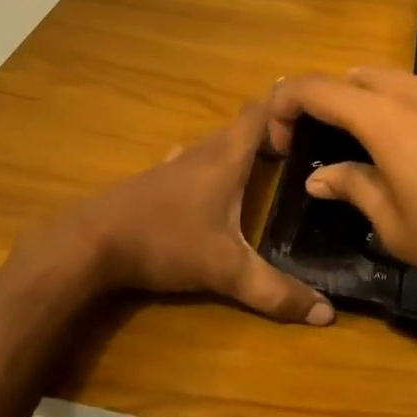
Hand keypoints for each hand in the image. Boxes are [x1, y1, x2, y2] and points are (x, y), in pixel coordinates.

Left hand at [27, 100, 333, 325]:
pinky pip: (191, 161)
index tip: (315, 102)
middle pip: (240, 127)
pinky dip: (210, 163)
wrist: (89, 243)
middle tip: (302, 140)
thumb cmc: (165, 242)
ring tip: (267, 158)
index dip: (286, 103)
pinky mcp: (154, 182)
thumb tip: (327, 314)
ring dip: (240, 145)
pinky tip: (207, 178)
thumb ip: (275, 292)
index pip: (260, 113)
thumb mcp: (226, 271)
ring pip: (215, 144)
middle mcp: (202, 152)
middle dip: (271, 128)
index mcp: (226, 158)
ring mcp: (173, 165)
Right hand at [268, 69, 416, 324]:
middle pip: (356, 77)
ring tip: (362, 148)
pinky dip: (405, 112)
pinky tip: (416, 155)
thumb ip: (355, 188)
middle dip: (327, 99)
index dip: (286, 104)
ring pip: (396, 83)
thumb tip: (321, 177)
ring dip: (367, 103)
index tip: (277, 138)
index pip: (317, 88)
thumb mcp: (398, 225)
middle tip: (317, 141)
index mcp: (387, 118)